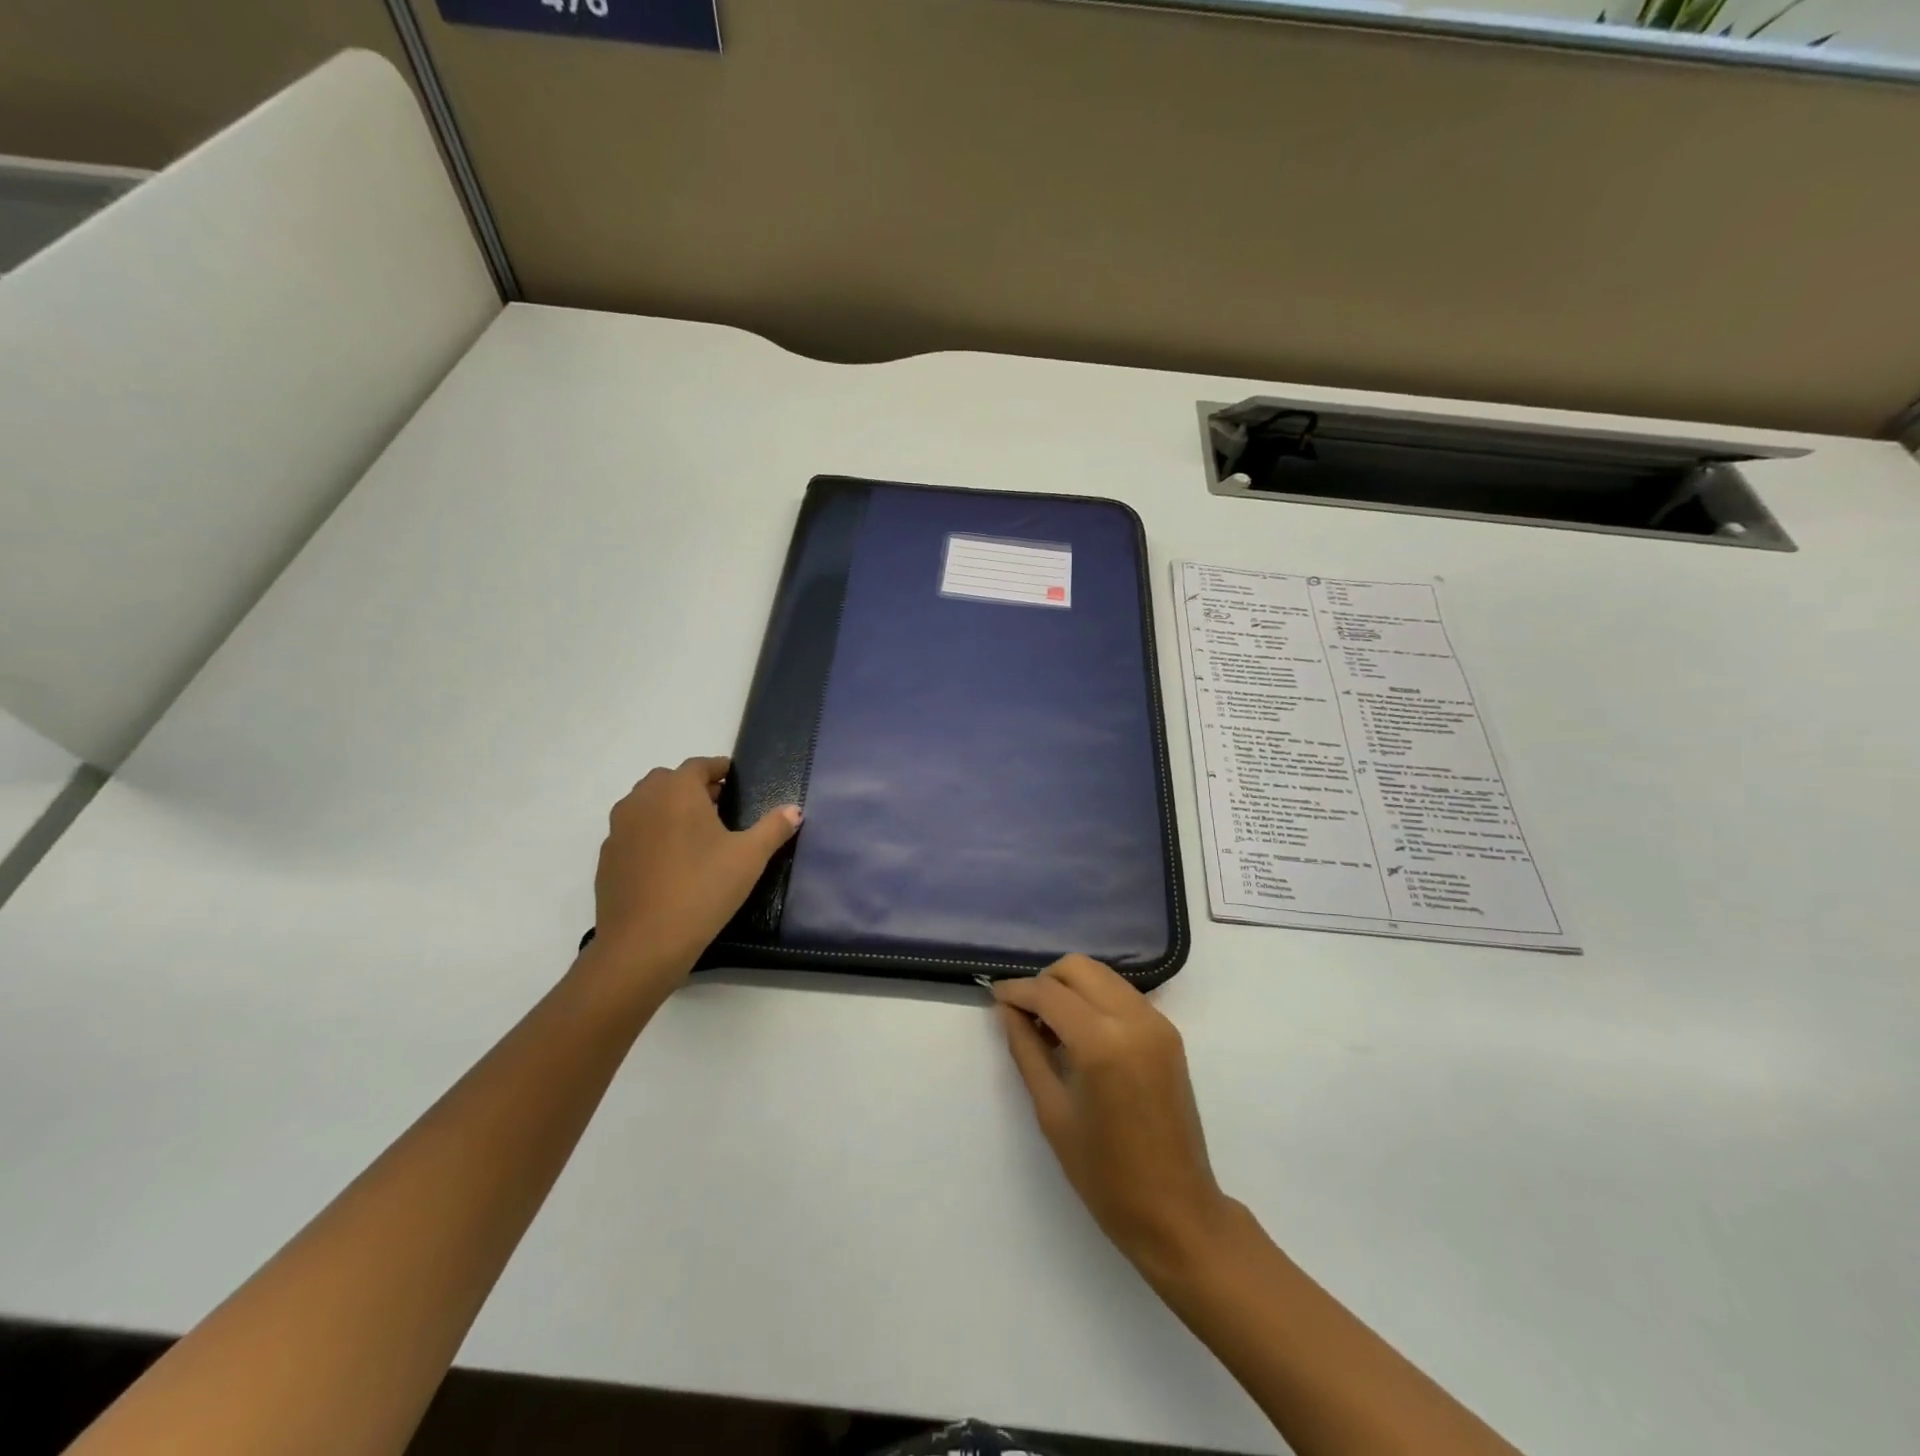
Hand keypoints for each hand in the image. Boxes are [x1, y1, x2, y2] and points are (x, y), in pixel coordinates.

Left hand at [589, 756, 799, 987]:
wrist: (643, 943)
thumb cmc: (703, 889)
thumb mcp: (750, 857)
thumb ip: (774, 828)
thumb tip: (794, 809)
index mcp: (677, 790)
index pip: (698, 765)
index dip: (718, 769)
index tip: (734, 779)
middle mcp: (642, 800)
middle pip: (668, 781)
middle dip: (693, 788)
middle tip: (719, 806)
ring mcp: (618, 829)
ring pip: (646, 805)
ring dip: (668, 809)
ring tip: (694, 834)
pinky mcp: (607, 858)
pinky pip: (633, 833)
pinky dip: (650, 835)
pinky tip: (669, 863)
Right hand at [993, 956, 1233, 1281]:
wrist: (1176, 1211)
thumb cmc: (1105, 1174)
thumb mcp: (1052, 1111)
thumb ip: (1026, 1049)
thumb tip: (1006, 1009)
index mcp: (1101, 1043)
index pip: (1049, 993)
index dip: (1017, 990)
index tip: (995, 996)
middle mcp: (1133, 1019)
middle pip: (1078, 968)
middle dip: (1045, 981)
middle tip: (1024, 1013)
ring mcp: (1157, 1022)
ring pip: (1102, 975)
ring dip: (1071, 987)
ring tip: (1050, 1024)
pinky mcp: (1169, 1032)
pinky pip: (1122, 994)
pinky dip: (1095, 998)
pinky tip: (1081, 1033)